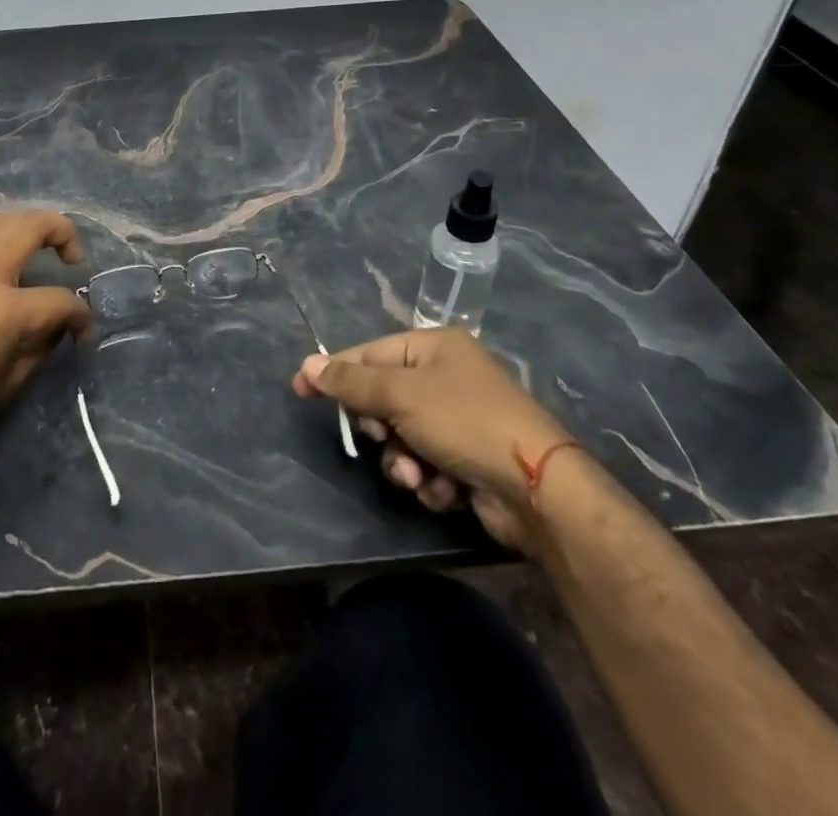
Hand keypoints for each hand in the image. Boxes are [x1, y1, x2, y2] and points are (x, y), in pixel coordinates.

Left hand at [0, 211, 90, 469]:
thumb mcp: (10, 384)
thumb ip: (43, 344)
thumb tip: (60, 324)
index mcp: (2, 310)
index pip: (59, 299)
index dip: (81, 316)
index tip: (84, 331)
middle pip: (30, 226)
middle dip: (62, 232)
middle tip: (73, 256)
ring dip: (25, 226)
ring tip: (38, 248)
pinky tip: (0, 269)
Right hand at [293, 328, 570, 551]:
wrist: (537, 488)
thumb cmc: (464, 422)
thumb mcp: (400, 395)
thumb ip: (351, 381)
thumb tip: (308, 364)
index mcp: (434, 347)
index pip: (370, 354)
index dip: (335, 372)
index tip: (300, 390)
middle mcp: (447, 377)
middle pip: (384, 399)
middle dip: (380, 428)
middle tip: (381, 437)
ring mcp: (460, 420)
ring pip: (401, 438)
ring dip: (403, 461)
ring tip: (419, 476)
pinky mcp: (469, 460)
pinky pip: (426, 465)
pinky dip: (429, 480)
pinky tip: (446, 490)